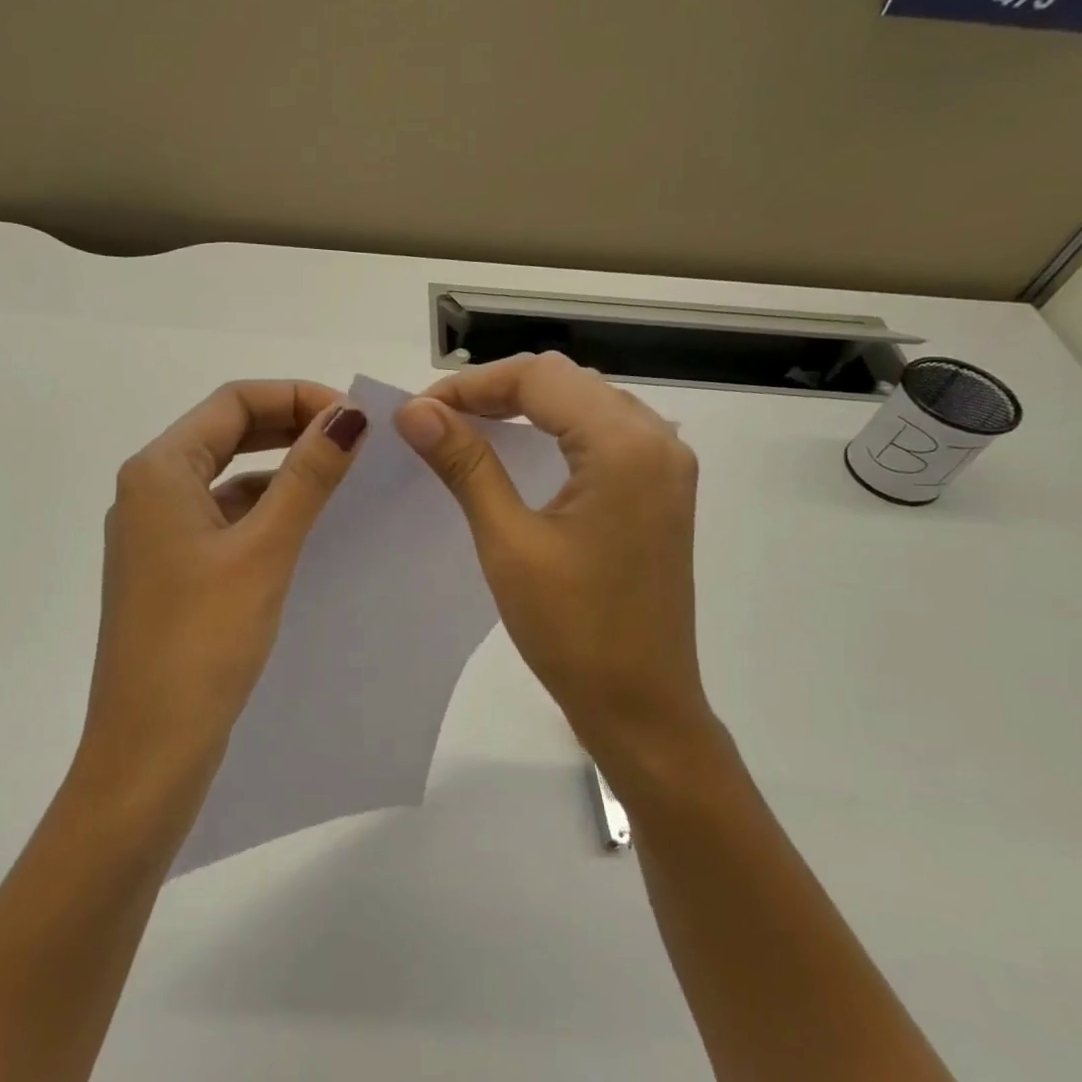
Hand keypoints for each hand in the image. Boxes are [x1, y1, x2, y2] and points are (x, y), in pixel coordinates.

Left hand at [75, 380, 367, 803]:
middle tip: (356, 444)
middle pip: (226, 434)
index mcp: (159, 471)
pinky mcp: (170, 573)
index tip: (357, 420)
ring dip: (280, 472)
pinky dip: (263, 514)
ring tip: (340, 483)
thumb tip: (349, 414)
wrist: (148, 748)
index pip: (233, 401)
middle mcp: (149, 492)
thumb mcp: (263, 550)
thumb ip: (307, 477)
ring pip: (226, 480)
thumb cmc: (202, 641)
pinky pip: (222, 522)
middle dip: (291, 428)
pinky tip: (303, 532)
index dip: (298, 397)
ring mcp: (156, 536)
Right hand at [394, 353, 726, 785]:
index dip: (472, 385)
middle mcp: (657, 440)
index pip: (539, 377)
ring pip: (585, 404)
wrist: (641, 704)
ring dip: (525, 409)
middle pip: (565, 382)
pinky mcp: (661, 491)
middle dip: (496, 392)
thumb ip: (465, 464)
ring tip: (466, 432)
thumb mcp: (508, 542)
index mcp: (625, 445)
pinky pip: (603, 436)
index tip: (419, 413)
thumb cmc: (572, 630)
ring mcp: (666, 466)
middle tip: (436, 422)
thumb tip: (414, 411)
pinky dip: (555, 433)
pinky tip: (517, 455)